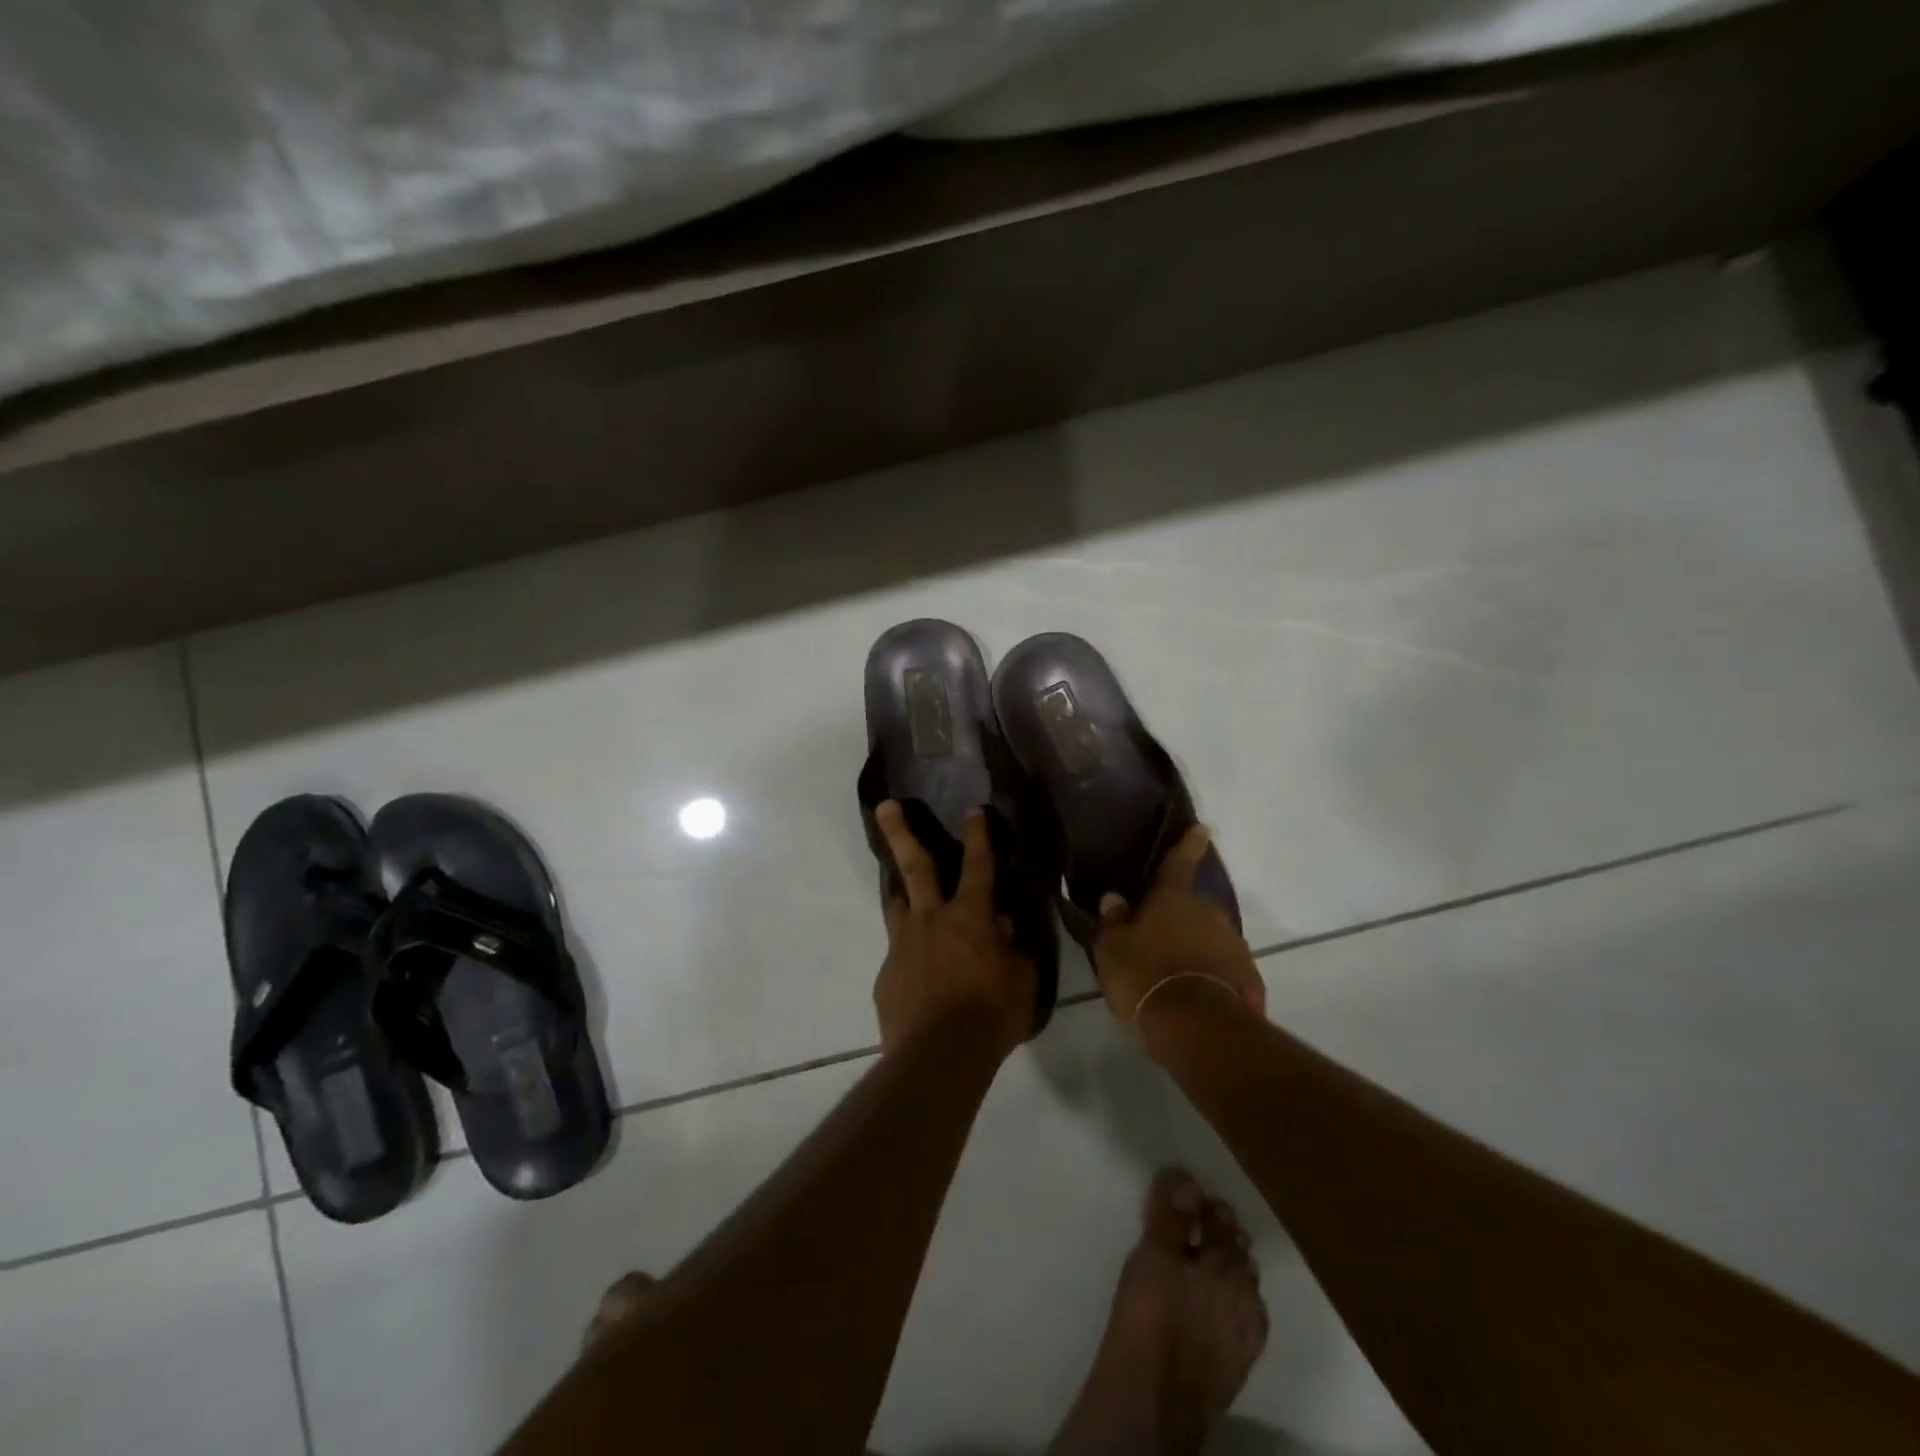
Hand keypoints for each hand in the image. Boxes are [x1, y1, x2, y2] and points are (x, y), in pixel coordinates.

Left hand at [872, 800, 1035, 1058]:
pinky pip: (898, 955)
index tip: (973, 810)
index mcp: (970, 916)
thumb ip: (1012, 949)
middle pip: (916, 866)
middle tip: (885, 806)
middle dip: (901, 832)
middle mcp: (931, 920)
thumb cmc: (991, 1014)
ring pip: (898, 906)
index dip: (978, 836)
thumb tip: (1001, 929)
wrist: (938, 1056)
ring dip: (901, 894)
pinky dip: (910, 956)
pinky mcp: (886, 976)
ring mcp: (903, 946)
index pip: (978, 865)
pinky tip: (919, 978)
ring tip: (901, 891)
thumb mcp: (1021, 980)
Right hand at [1093, 825, 1266, 1032]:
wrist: (1197, 1025)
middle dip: (1182, 913)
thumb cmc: (1145, 975)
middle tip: (1163, 931)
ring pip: (1212, 935)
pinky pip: (1225, 967)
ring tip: (1177, 968)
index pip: (1179, 862)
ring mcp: (1233, 943)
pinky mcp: (1249, 976)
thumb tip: (1114, 898)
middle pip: (1195, 905)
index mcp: (1173, 898)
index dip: (1188, 844)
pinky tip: (1197, 992)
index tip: (1202, 828)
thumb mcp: (1112, 949)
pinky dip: (1213, 973)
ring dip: (1198, 945)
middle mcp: (1208, 912)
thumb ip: (1114, 921)